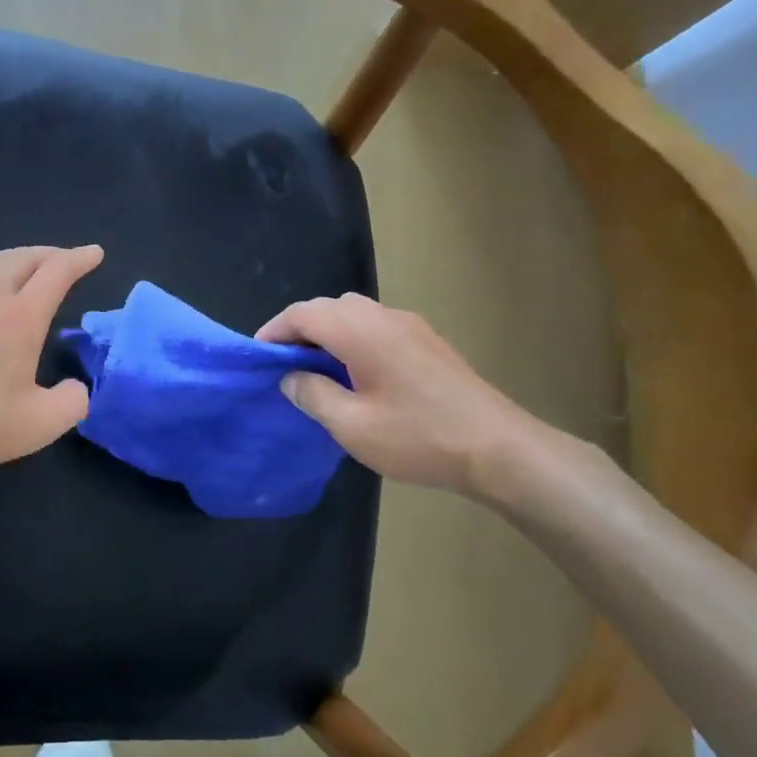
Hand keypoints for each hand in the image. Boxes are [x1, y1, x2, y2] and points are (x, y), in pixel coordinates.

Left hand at [0, 244, 103, 474]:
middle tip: (65, 259)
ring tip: (27, 266)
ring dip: (16, 257)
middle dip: (49, 253)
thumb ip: (70, 404)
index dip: (78, 259)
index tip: (95, 253)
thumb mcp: (39, 424)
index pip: (56, 272)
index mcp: (20, 318)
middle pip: (21, 258)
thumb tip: (76, 389)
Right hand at [256, 294, 547, 496]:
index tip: (257, 356)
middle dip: (299, 330)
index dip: (274, 330)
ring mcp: (410, 326)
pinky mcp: (428, 341)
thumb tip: (290, 377)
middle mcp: (384, 317)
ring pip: (354, 314)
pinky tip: (355, 374)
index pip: (303, 313)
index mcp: (360, 331)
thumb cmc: (418, 437)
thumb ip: (313, 395)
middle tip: (283, 365)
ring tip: (315, 370)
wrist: (499, 449)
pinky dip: (353, 338)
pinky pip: (376, 326)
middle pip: (328, 307)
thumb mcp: (352, 426)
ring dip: (328, 333)